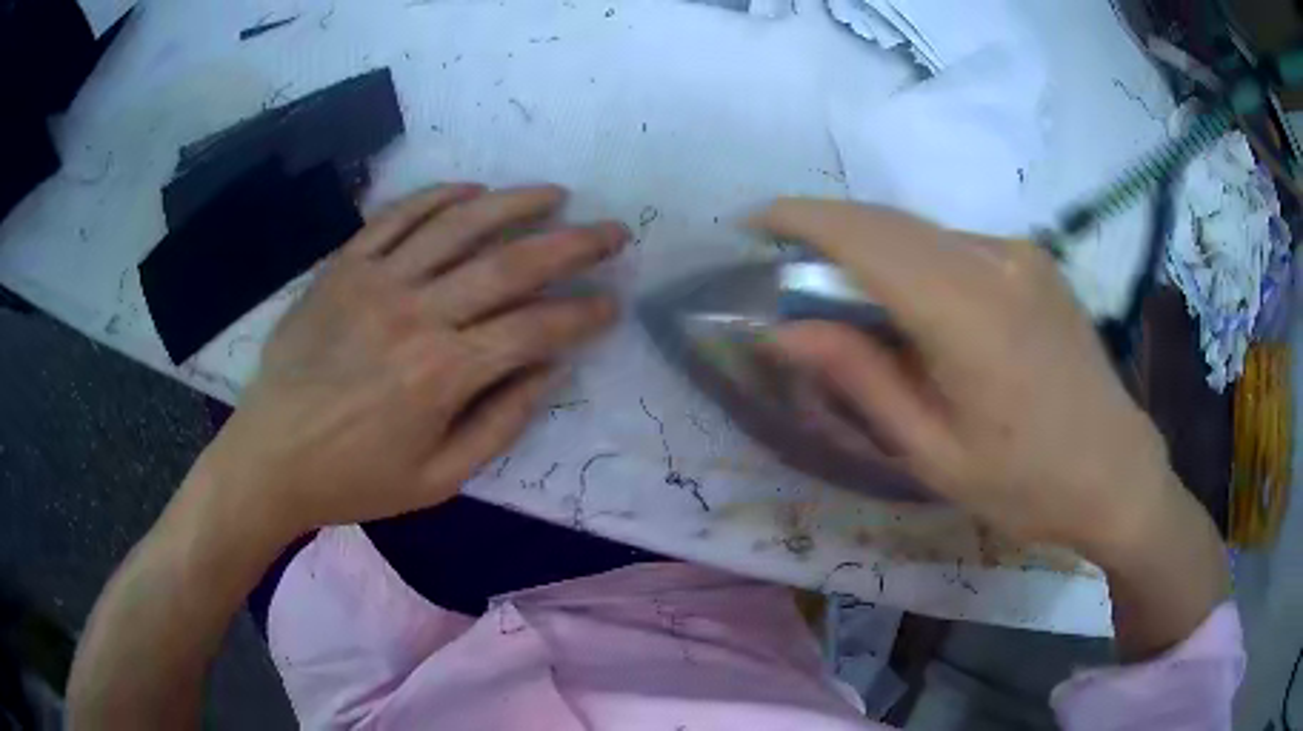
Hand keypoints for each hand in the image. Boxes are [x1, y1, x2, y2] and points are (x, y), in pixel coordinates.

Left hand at [199, 184, 626, 538]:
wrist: (270, 456)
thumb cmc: (354, 478)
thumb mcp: (437, 479)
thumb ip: (499, 423)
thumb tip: (549, 371)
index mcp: (442, 374)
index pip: (534, 329)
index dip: (582, 314)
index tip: (612, 303)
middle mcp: (417, 314)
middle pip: (510, 263)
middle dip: (573, 244)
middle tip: (613, 231)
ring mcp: (376, 281)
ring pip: (458, 224)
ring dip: (515, 202)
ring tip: (554, 194)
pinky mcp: (343, 267)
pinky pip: (396, 217)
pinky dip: (438, 197)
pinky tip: (471, 190)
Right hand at [751, 200, 1185, 556]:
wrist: (1117, 472)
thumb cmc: (1027, 485)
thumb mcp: (934, 452)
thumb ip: (861, 380)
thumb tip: (785, 332)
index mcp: (970, 313)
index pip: (866, 238)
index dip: (802, 220)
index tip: (753, 223)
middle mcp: (995, 260)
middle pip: (889, 222)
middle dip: (826, 230)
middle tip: (784, 264)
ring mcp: (1020, 254)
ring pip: (920, 231)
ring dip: (870, 248)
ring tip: (843, 296)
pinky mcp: (1033, 261)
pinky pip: (954, 245)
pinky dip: (913, 260)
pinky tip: (911, 306)